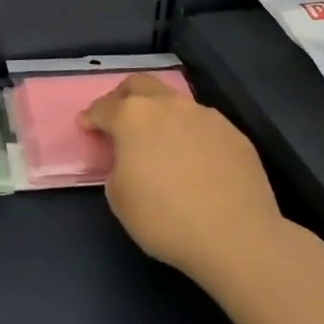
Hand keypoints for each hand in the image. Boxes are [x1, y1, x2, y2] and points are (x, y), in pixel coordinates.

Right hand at [83, 74, 286, 285]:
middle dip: (123, 97)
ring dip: (160, 115)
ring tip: (160, 142)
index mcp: (133, 116)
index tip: (86, 126)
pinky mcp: (233, 133)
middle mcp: (168, 105)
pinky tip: (194, 161)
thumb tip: (129, 160)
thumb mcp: (119, 198)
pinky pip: (202, 125)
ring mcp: (204, 115)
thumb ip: (117, 167)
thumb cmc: (166, 219)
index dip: (91, 117)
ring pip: (174, 102)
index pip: (103, 108)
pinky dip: (190, 135)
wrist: (237, 238)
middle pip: (139, 85)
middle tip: (118, 118)